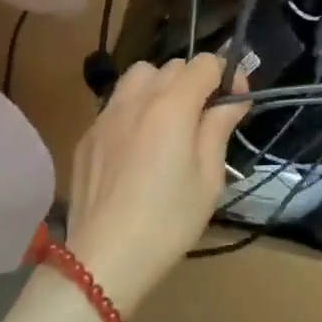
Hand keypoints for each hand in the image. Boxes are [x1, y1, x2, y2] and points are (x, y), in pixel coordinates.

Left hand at [64, 54, 247, 312]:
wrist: (104, 258)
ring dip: (160, 87)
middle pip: (173, 66)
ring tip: (167, 122)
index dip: (226, 76)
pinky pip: (116, 103)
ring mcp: (106, 114)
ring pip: (139, 76)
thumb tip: (233, 99)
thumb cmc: (168, 221)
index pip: (206, 63)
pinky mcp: (87, 135)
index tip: (233, 103)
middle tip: (204, 118)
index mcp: (173, 105)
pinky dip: (134, 109)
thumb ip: (219, 128)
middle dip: (195, 81)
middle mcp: (137, 98)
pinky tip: (137, 146)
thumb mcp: (208, 178)